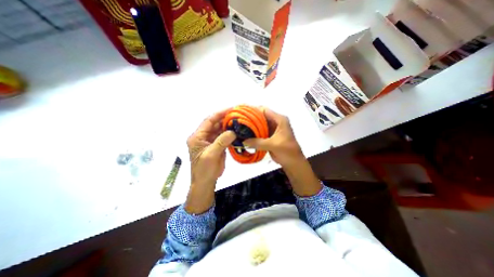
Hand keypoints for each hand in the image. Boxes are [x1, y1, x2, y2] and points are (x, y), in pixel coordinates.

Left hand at [187, 110, 237, 212]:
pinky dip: (230, 134)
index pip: (208, 121)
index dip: (219, 114)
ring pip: (219, 130)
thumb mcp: (211, 155)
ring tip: (239, 122)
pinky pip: (223, 137)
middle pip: (214, 124)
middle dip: (225, 119)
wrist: (205, 182)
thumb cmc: (204, 170)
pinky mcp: (216, 145)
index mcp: (197, 137)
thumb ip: (221, 142)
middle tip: (237, 115)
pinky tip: (237, 131)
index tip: (231, 109)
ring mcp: (210, 141)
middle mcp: (203, 137)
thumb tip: (232, 131)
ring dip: (228, 126)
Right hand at [244, 107, 305, 165]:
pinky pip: (259, 132)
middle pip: (261, 117)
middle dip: (250, 119)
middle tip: (238, 122)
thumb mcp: (273, 145)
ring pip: (259, 124)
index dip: (253, 111)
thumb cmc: (287, 152)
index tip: (242, 114)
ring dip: (251, 126)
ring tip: (239, 128)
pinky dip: (253, 133)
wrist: (293, 162)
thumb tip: (242, 141)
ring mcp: (272, 129)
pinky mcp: (269, 136)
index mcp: (279, 120)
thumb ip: (258, 142)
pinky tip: (245, 135)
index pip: (264, 110)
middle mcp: (275, 122)